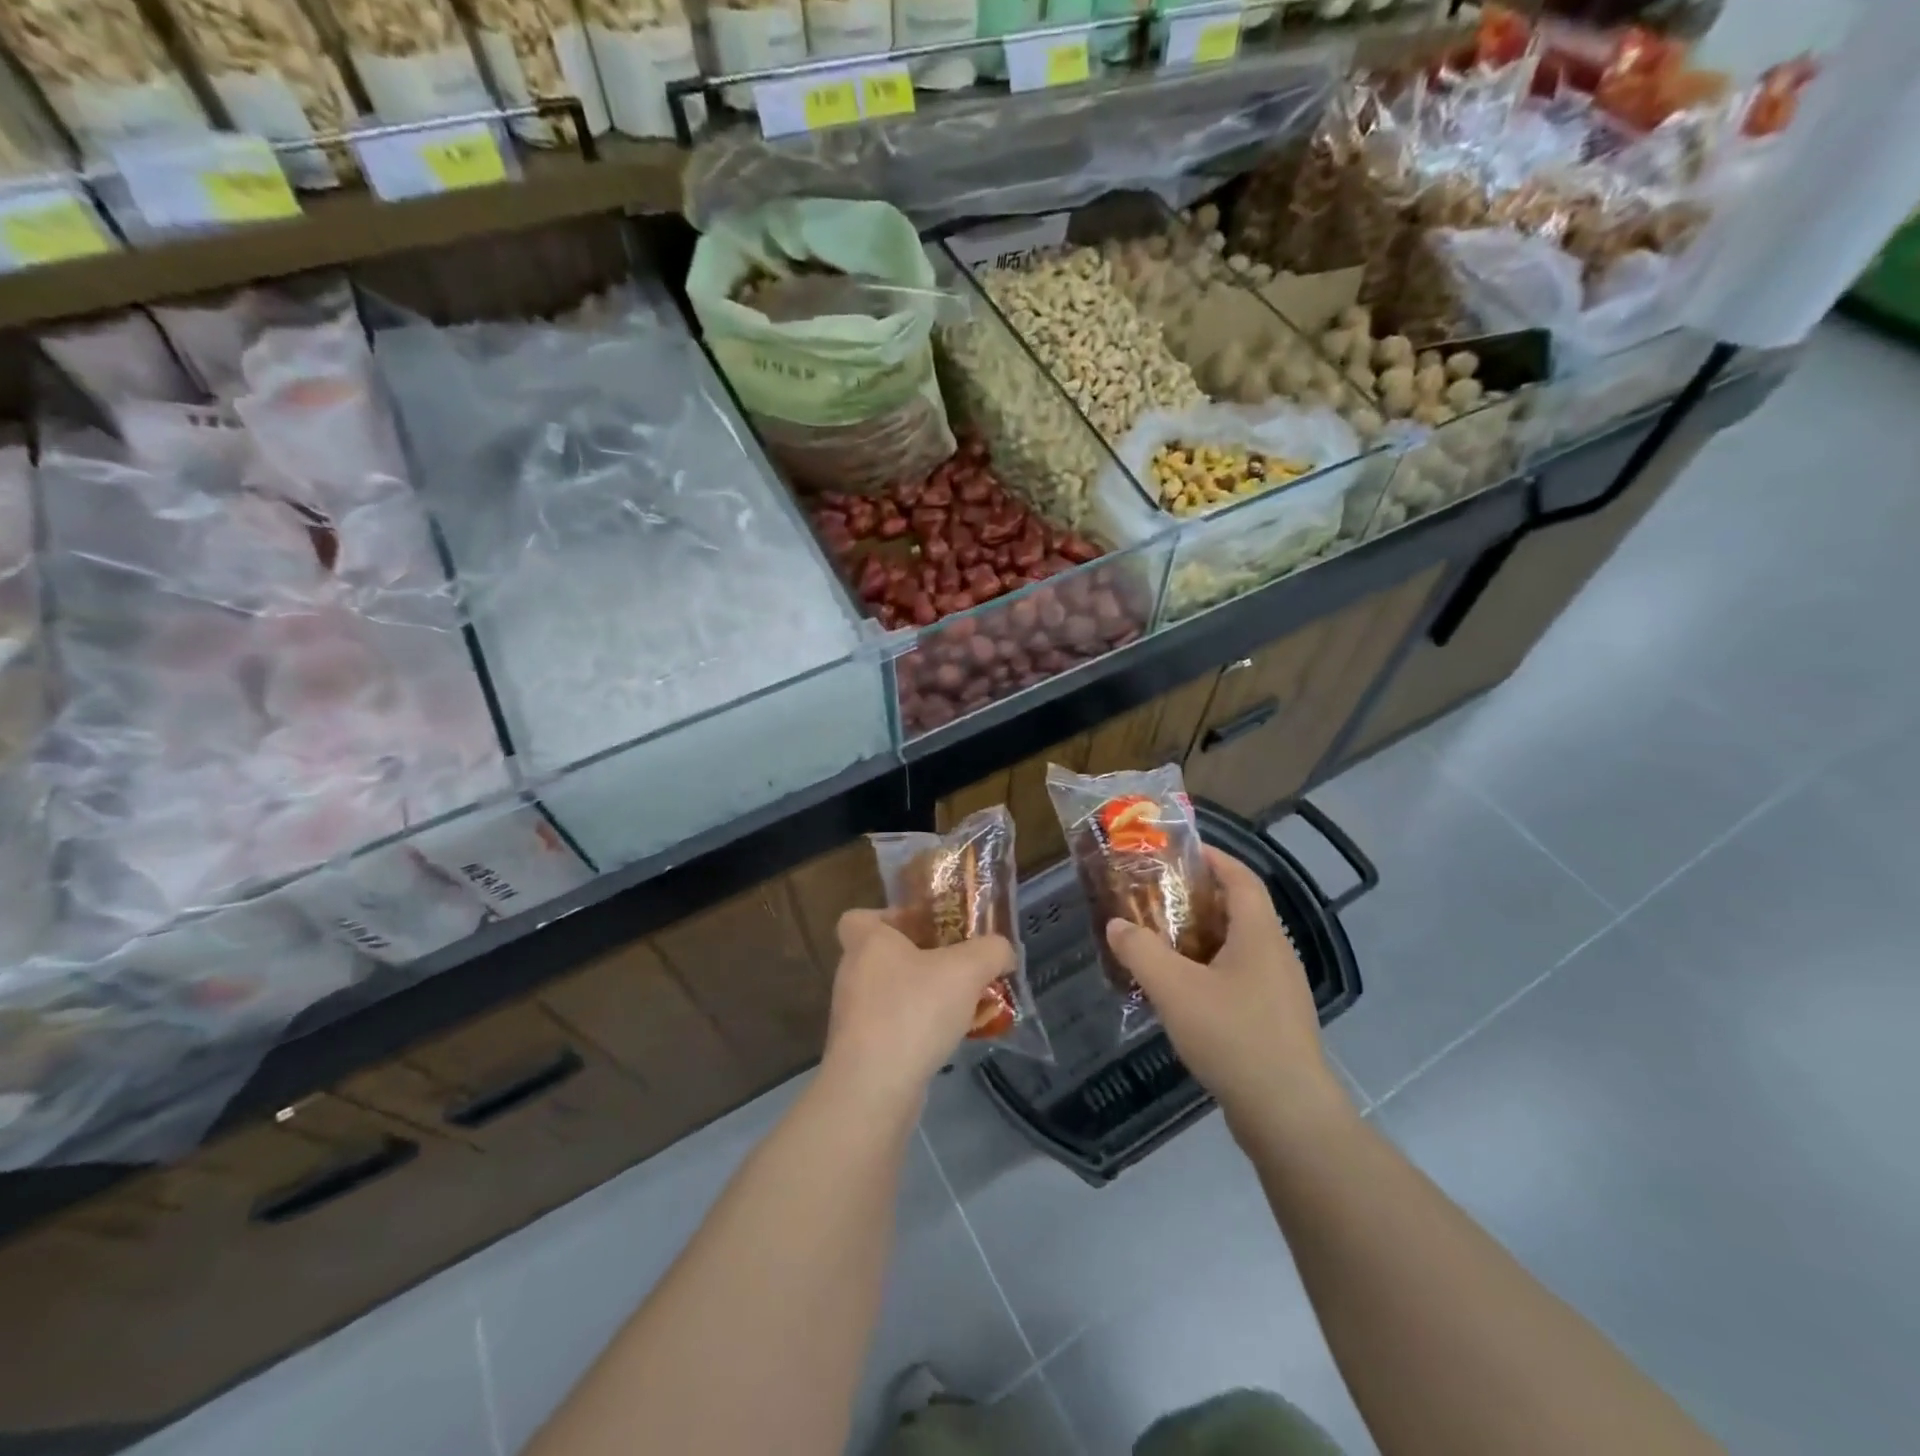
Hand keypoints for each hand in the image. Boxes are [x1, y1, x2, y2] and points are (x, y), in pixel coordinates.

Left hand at [822, 910, 1015, 1109]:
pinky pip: (895, 1025)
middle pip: (884, 954)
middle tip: (958, 964)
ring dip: (925, 995)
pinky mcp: (862, 1050)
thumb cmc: (914, 1011)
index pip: (859, 916)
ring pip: (893, 992)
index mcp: (867, 942)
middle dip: (922, 957)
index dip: (889, 917)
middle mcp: (853, 973)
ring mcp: (854, 1014)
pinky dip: (919, 1027)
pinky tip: (952, 1037)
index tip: (923, 927)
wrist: (874, 1089)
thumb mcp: (967, 970)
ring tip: (965, 1003)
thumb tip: (1003, 951)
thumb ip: (992, 951)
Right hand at [1106, 847, 1352, 1141]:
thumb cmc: (1233, 1036)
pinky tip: (1180, 990)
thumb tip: (1116, 925)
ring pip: (1236, 947)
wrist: (1287, 1115)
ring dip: (1200, 937)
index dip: (1214, 858)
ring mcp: (1278, 991)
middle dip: (1197, 898)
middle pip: (1238, 910)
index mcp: (1260, 935)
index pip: (1241, 878)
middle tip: (1155, 897)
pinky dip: (1208, 969)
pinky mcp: (1274, 1021)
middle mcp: (1275, 955)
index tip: (1179, 851)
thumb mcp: (1175, 988)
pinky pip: (1238, 978)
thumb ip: (1140, 951)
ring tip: (1159, 940)